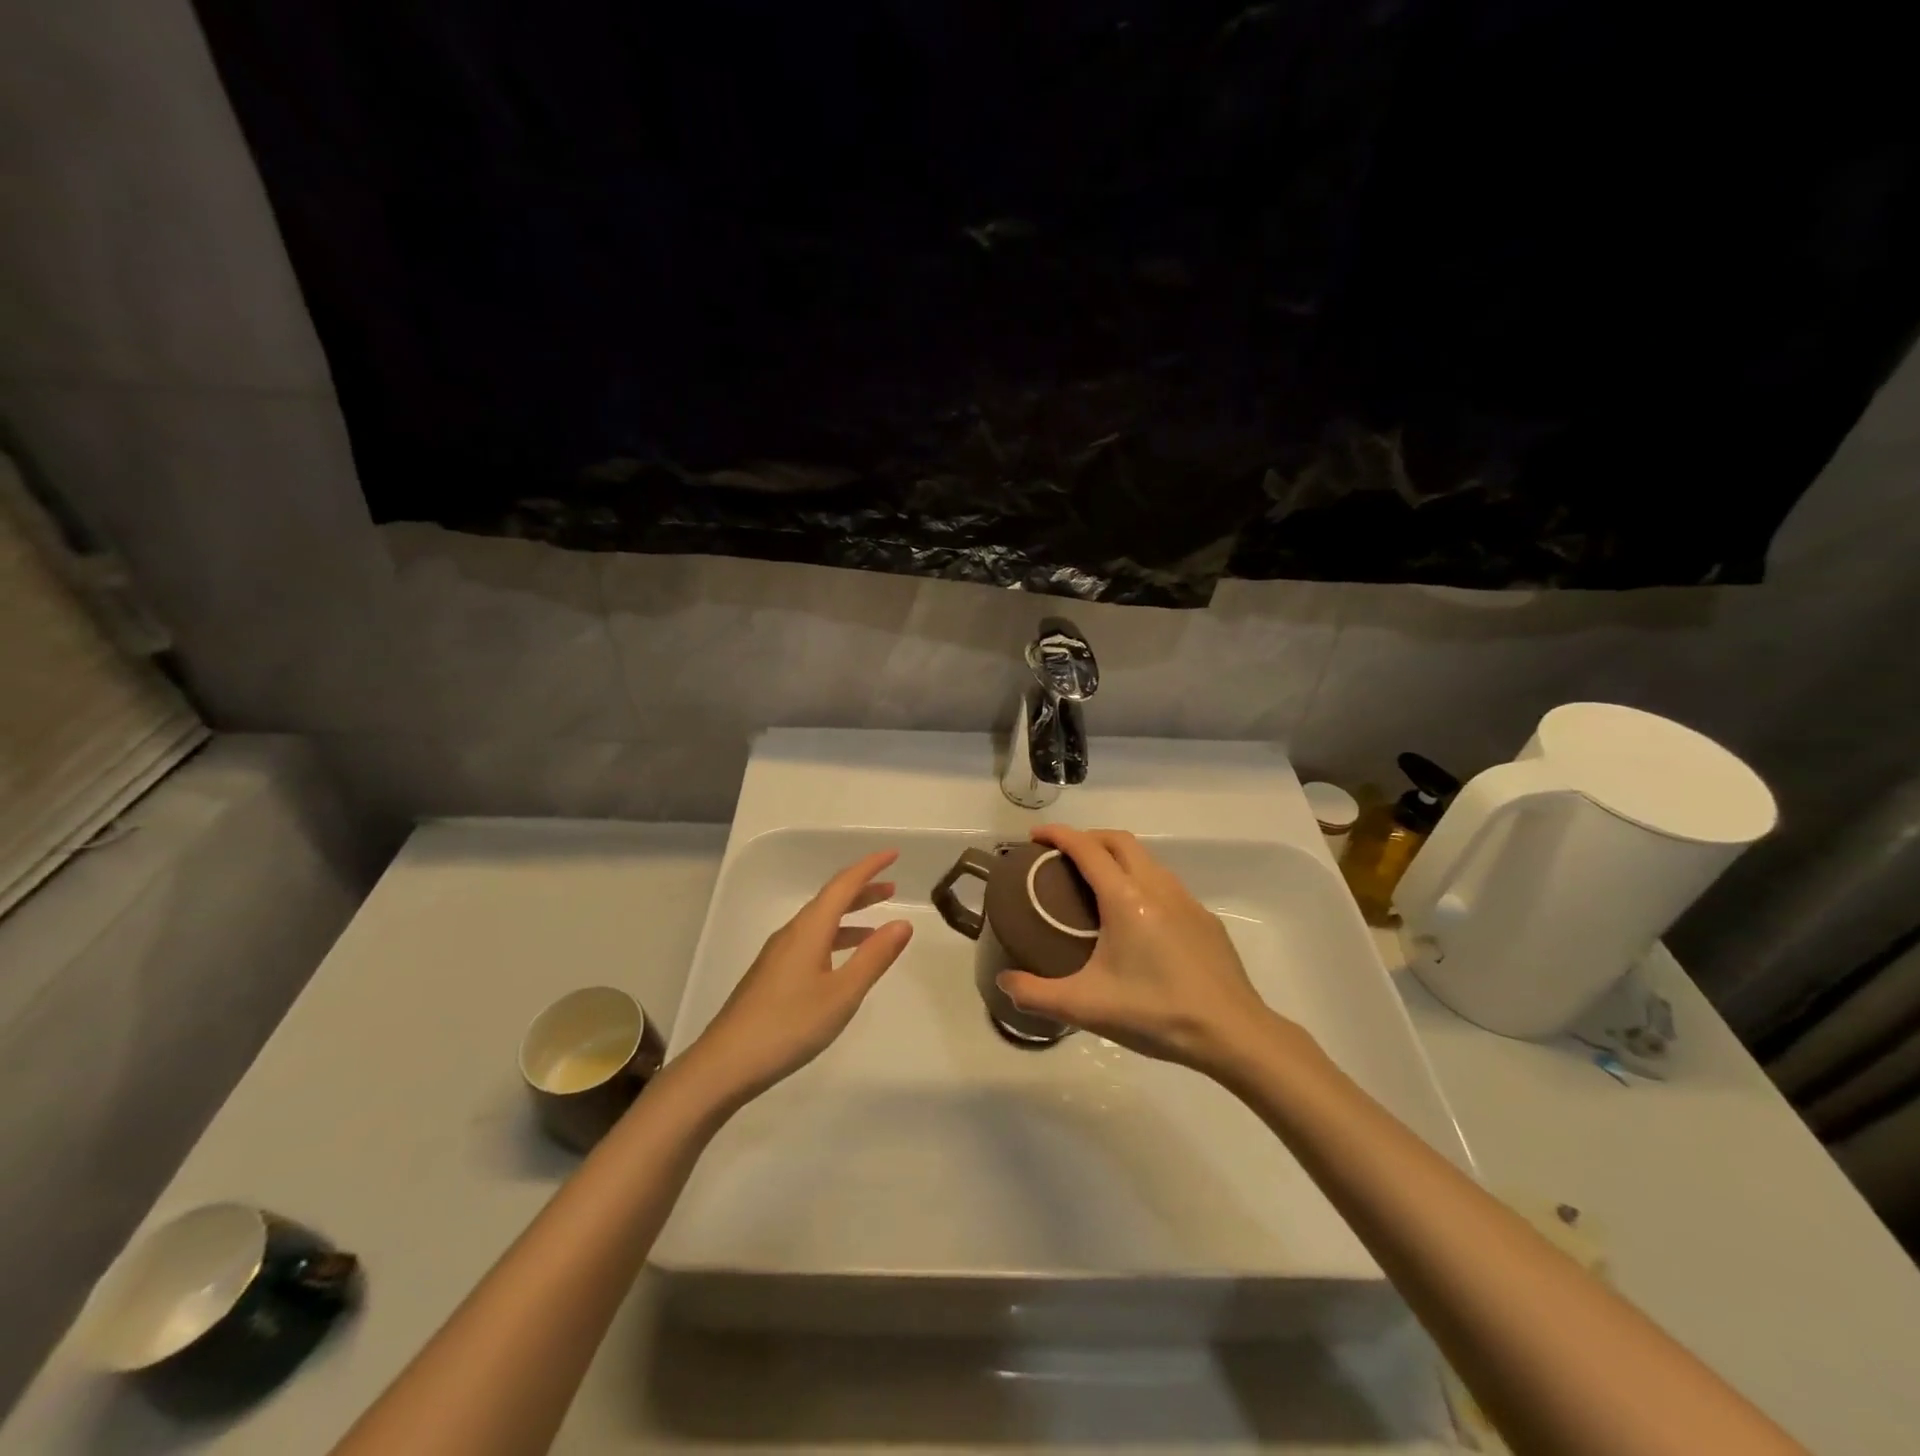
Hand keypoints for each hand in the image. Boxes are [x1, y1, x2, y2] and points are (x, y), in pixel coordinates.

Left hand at [682, 850, 912, 1106]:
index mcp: (809, 929)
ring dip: (849, 917)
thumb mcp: (842, 993)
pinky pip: (811, 942)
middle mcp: (792, 933)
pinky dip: (835, 939)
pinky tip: (843, 963)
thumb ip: (874, 957)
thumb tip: (902, 922)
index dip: (869, 867)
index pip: (843, 885)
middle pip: (830, 900)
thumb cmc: (789, 1025)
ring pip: (820, 923)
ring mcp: (778, 955)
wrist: (725, 1064)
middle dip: (862, 890)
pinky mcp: (771, 976)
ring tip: (877, 926)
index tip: (893, 854)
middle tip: (892, 888)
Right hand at [996, 826, 1304, 1076]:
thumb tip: (1004, 982)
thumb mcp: (1087, 1007)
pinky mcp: (1205, 919)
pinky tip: (1137, 918)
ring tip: (1096, 882)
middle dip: (1088, 837)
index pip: (1087, 848)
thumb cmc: (1156, 1013)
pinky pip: (1166, 884)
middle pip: (1119, 841)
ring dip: (1117, 857)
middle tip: (1063, 857)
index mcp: (1125, 899)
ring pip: (1147, 859)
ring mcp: (1187, 901)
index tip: (1035, 836)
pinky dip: (1142, 880)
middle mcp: (1157, 887)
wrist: (1233, 1033)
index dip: (1059, 835)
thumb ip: (1037, 994)